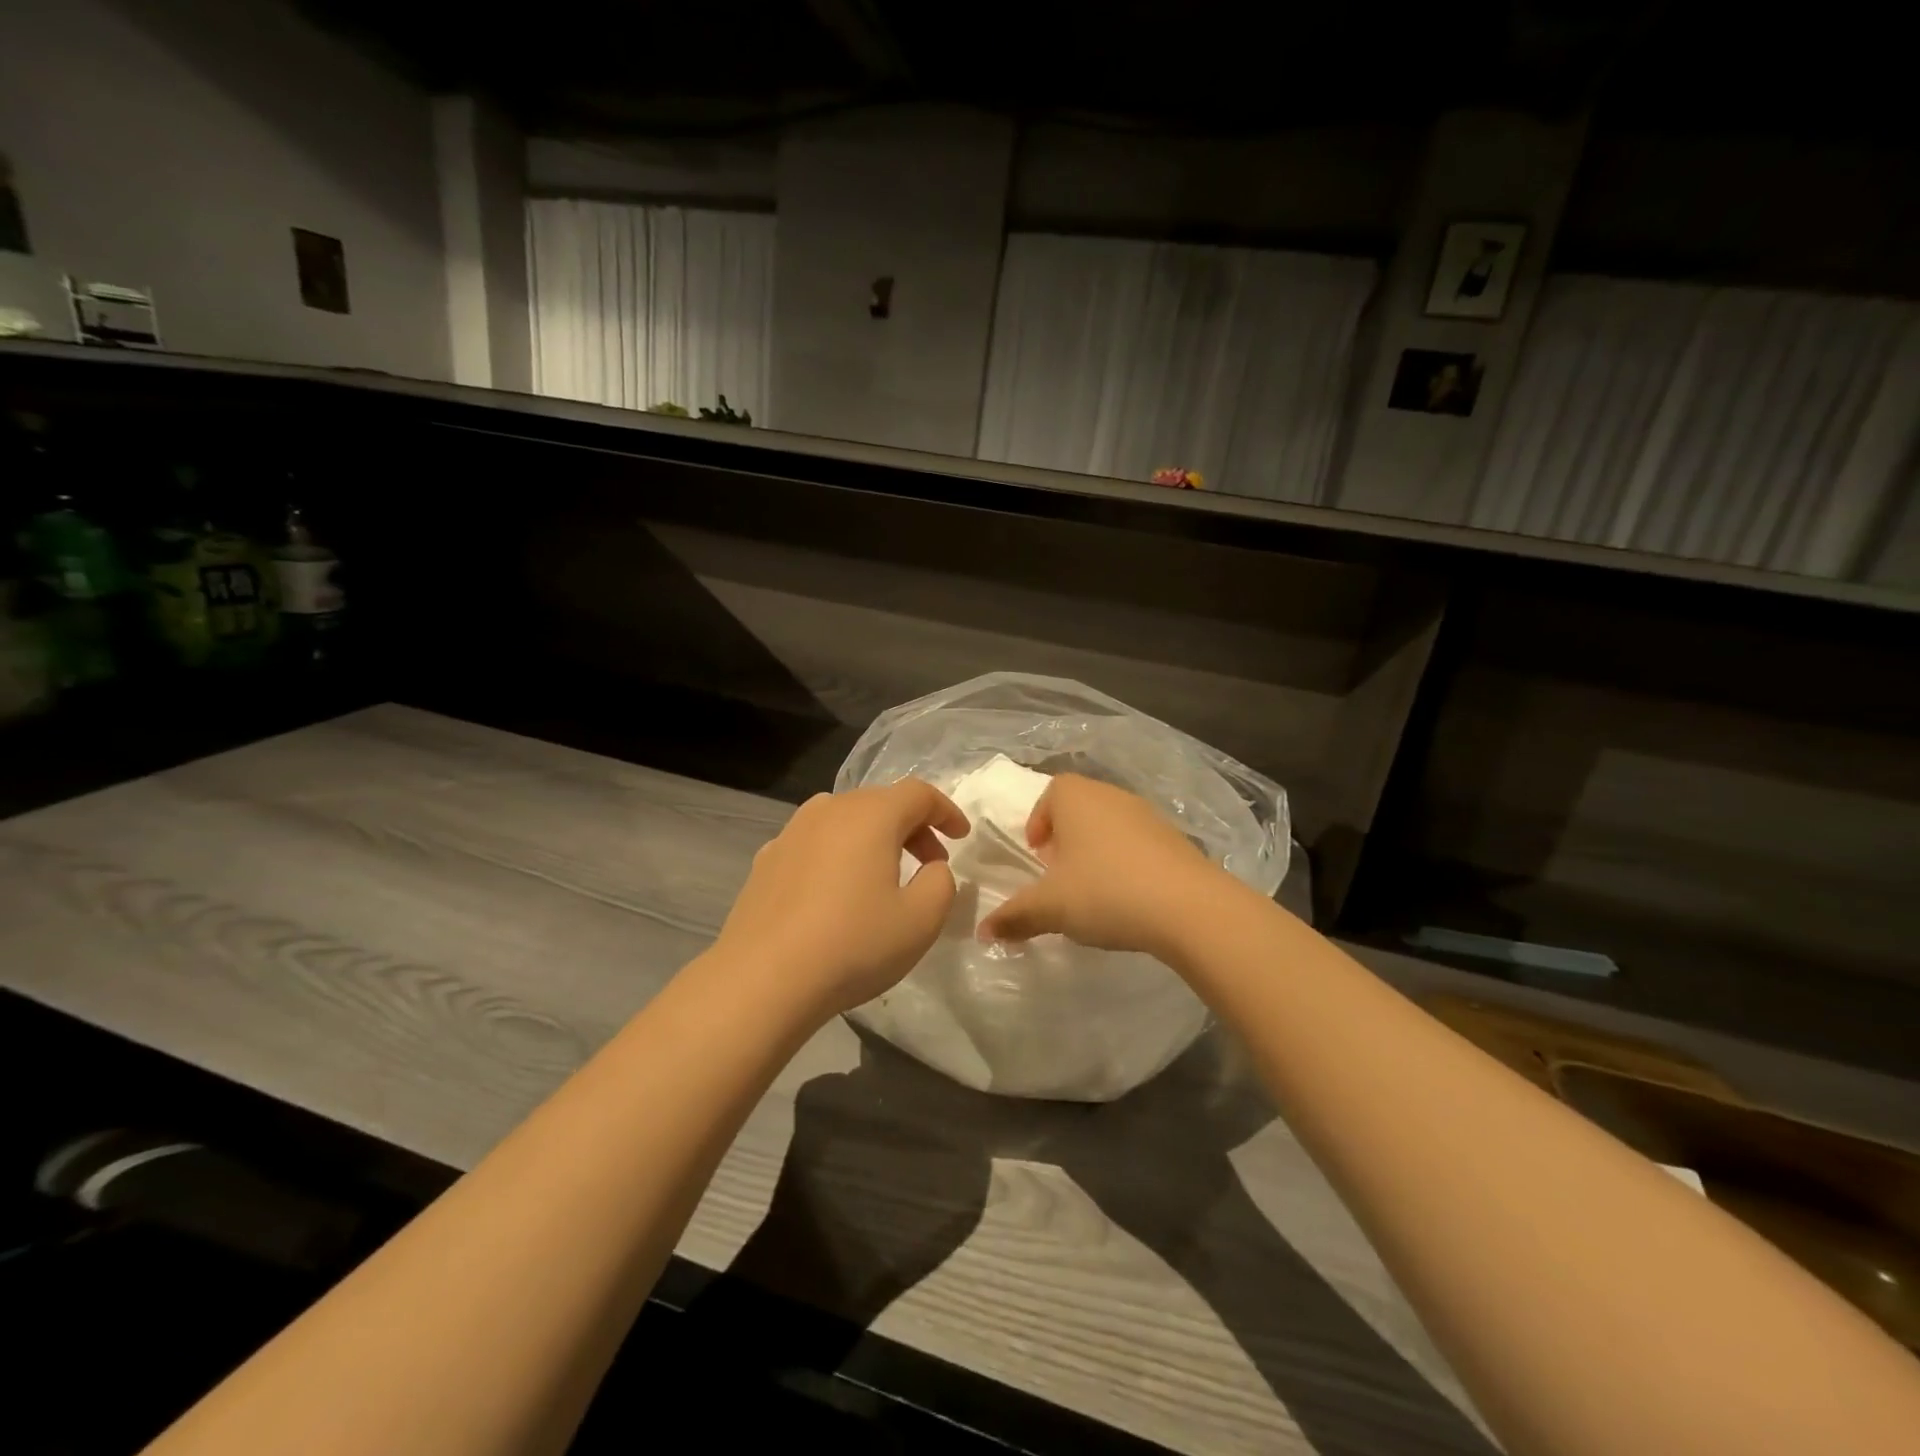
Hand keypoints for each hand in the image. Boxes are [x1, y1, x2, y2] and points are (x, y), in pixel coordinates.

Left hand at [713, 779, 969, 1018]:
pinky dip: (837, 854)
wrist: (763, 979)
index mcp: (871, 815)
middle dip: (913, 827)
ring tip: (883, 876)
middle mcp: (829, 809)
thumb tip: (932, 868)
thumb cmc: (853, 944)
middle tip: (930, 864)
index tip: (961, 838)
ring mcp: (791, 832)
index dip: (946, 811)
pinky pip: (815, 843)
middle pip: (881, 802)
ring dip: (873, 838)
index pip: (919, 794)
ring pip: (844, 820)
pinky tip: (836, 892)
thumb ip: (941, 883)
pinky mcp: (766, 859)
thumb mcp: (922, 920)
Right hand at [976, 774, 1221, 958]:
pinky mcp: (1176, 840)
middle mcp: (1112, 795)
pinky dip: (1126, 863)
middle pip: (1080, 808)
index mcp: (1076, 797)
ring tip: (1092, 890)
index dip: (1039, 821)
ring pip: (1110, 826)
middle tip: (1059, 875)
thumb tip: (982, 931)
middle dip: (1065, 838)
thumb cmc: (1105, 892)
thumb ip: (1014, 916)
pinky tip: (1128, 898)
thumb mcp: (1050, 907)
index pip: (1051, 793)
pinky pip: (1139, 844)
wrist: (1189, 907)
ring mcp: (1148, 815)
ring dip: (1096, 851)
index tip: (1037, 855)